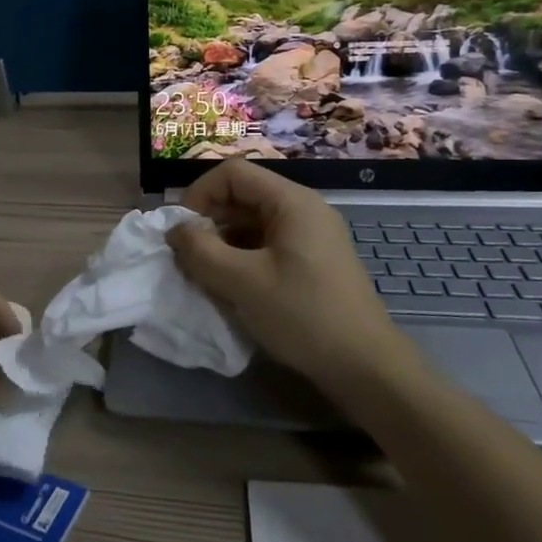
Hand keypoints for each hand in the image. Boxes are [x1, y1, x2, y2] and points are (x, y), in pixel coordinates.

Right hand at [165, 160, 405, 389]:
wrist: (365, 368)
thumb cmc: (303, 315)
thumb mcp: (242, 282)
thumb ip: (201, 250)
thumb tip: (175, 230)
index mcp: (292, 202)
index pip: (233, 173)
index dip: (199, 194)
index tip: (181, 231)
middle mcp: (303, 210)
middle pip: (242, 196)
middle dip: (208, 221)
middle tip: (188, 257)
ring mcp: (310, 237)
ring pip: (251, 223)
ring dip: (222, 243)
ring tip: (205, 275)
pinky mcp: (310, 262)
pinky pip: (265, 246)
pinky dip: (240, 259)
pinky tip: (231, 288)